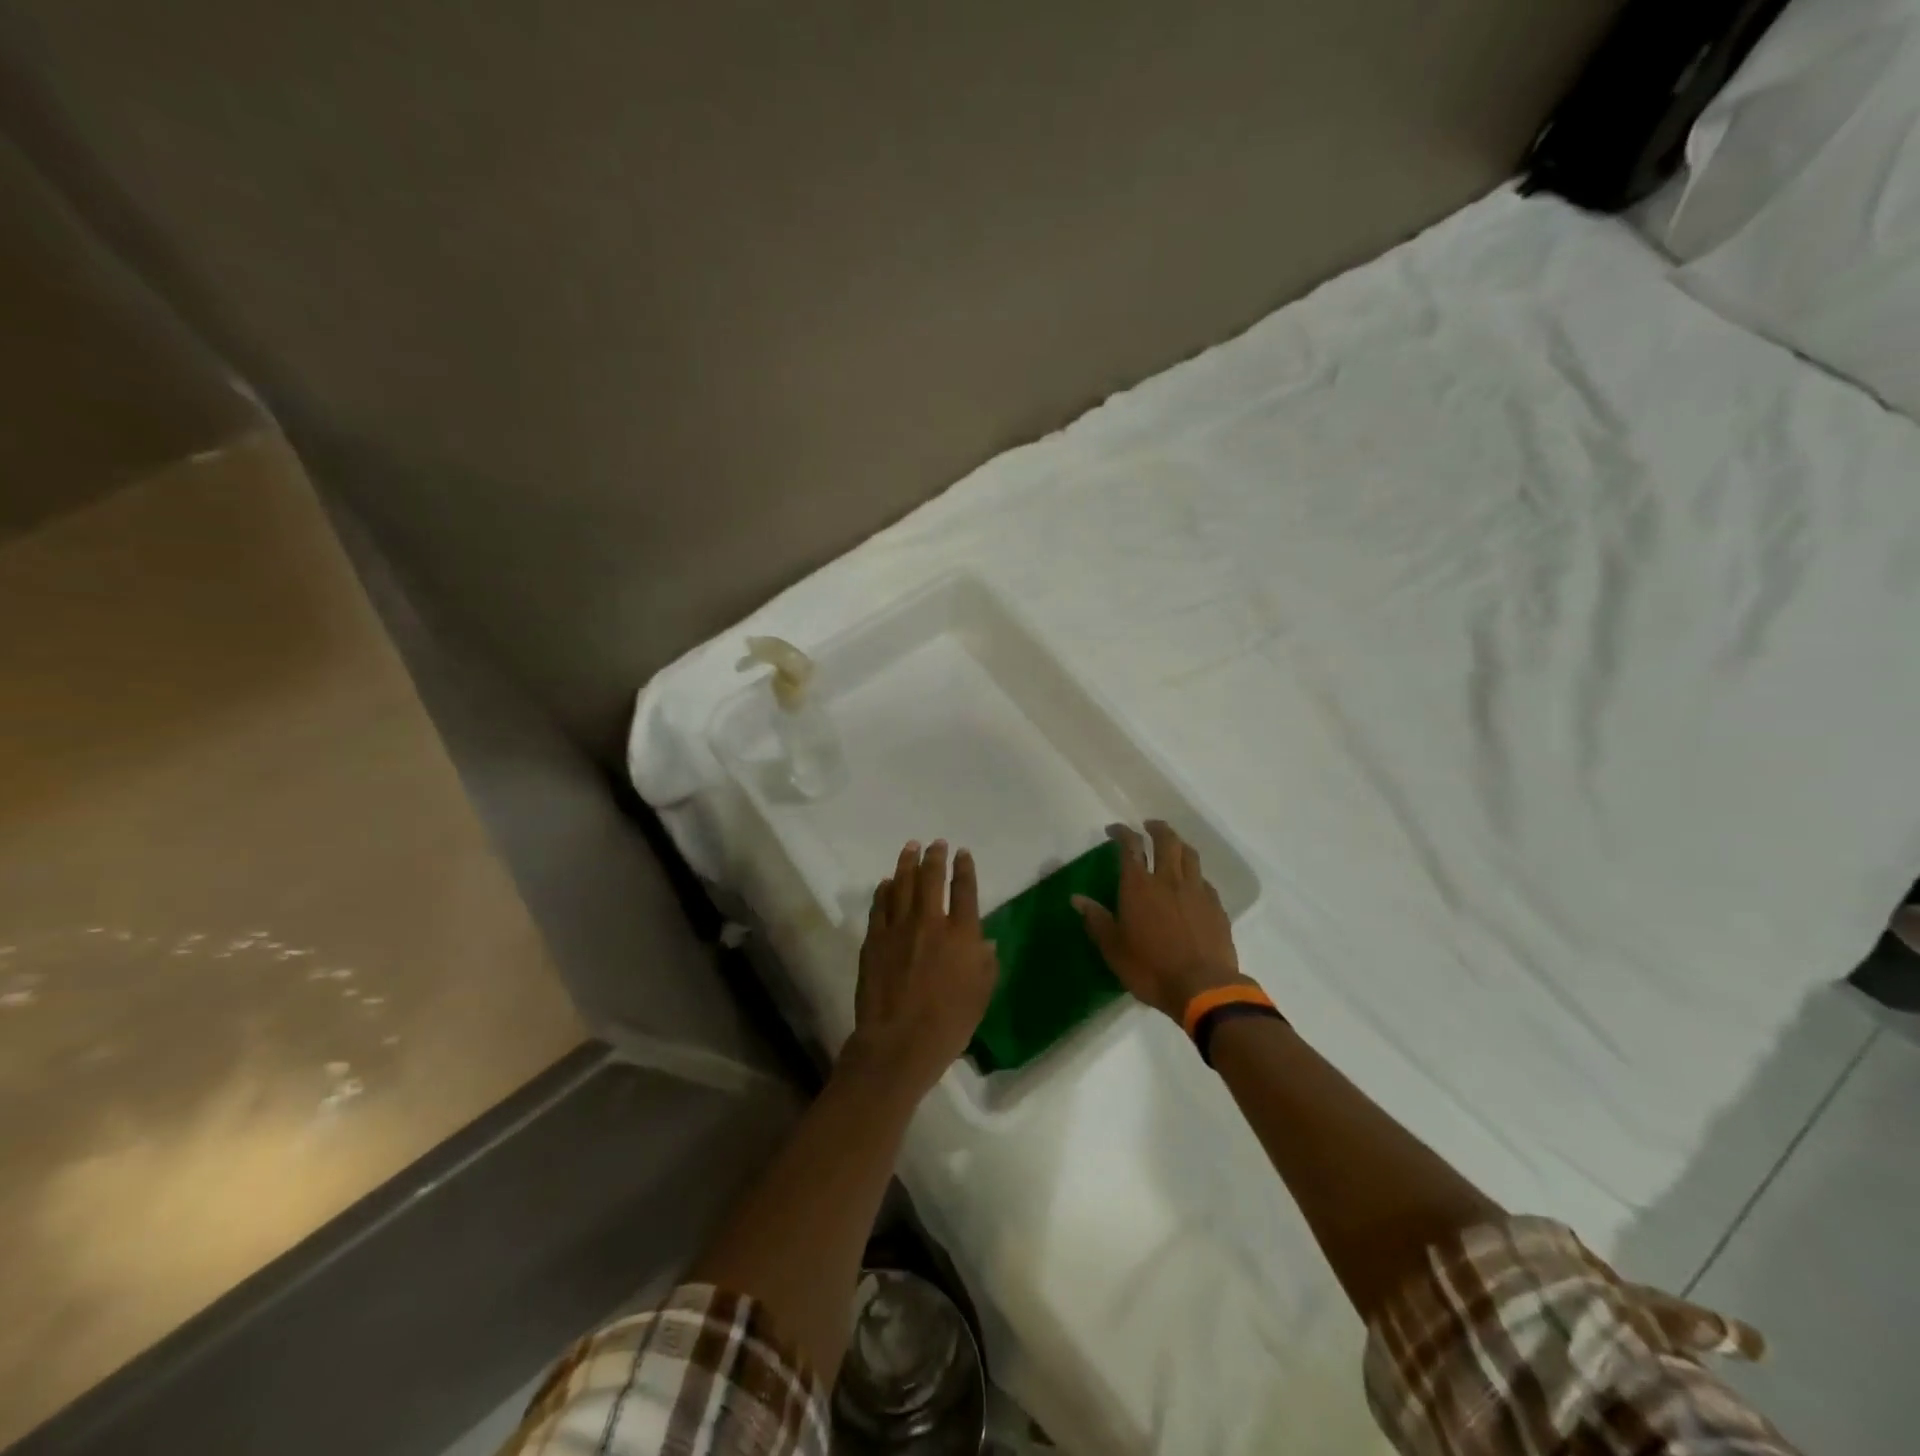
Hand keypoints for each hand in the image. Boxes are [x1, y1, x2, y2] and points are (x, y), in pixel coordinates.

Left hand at [844, 840, 998, 1097]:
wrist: (899, 1041)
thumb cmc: (949, 1023)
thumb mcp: (981, 995)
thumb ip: (986, 964)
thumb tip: (986, 943)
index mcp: (961, 934)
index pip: (964, 890)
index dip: (964, 868)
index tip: (962, 853)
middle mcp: (930, 922)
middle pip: (931, 879)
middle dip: (934, 857)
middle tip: (935, 843)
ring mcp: (898, 928)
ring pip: (902, 885)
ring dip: (907, 863)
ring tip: (910, 848)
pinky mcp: (875, 940)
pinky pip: (880, 906)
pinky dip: (884, 890)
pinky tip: (887, 882)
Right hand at [1074, 820, 1246, 1021]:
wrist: (1203, 988)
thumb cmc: (1150, 968)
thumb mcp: (1114, 949)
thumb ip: (1097, 920)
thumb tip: (1077, 898)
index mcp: (1139, 886)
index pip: (1130, 846)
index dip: (1122, 832)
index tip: (1114, 829)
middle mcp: (1169, 879)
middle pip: (1166, 840)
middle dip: (1156, 828)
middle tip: (1148, 826)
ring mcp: (1196, 891)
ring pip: (1189, 854)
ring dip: (1179, 844)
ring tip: (1172, 846)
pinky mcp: (1216, 906)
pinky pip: (1204, 879)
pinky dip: (1194, 873)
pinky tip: (1191, 883)